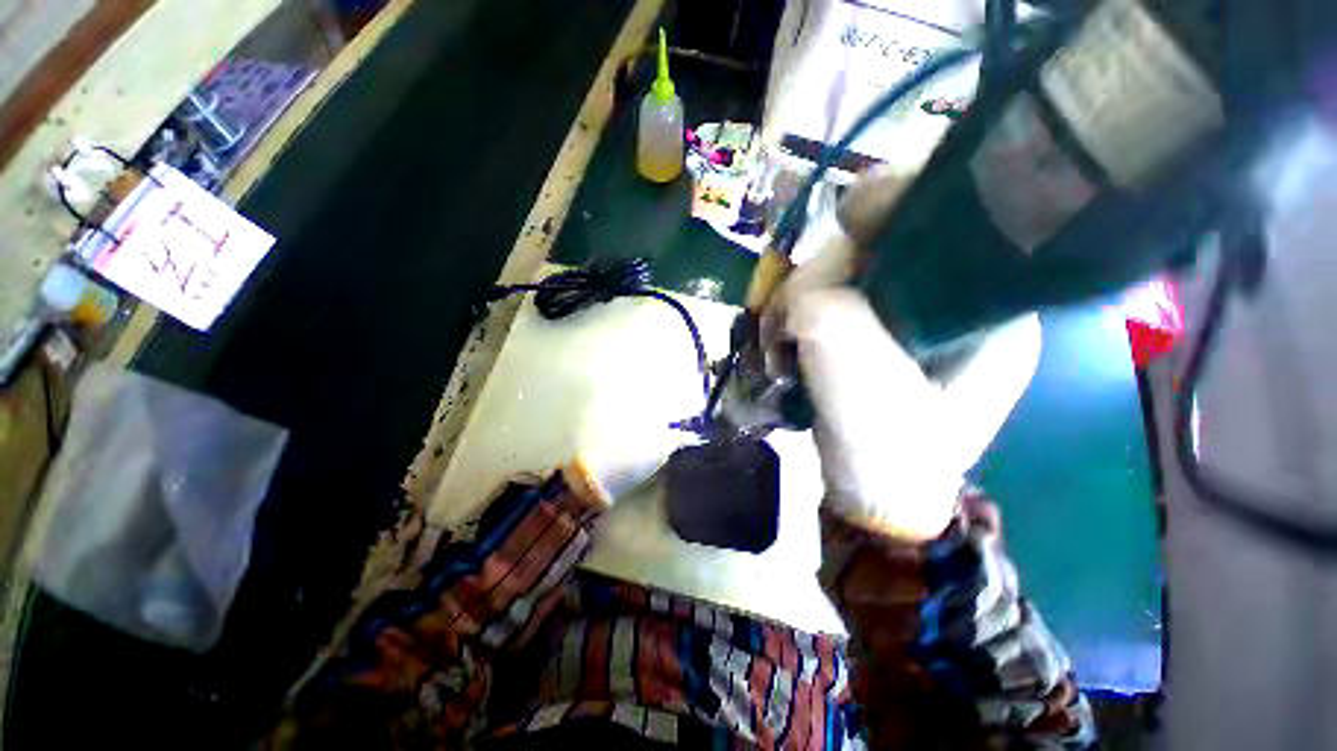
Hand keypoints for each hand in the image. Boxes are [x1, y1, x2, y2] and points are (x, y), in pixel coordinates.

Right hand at [767, 163, 1040, 540]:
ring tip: (780, 351)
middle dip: (822, 274)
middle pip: (876, 239)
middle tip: (789, 326)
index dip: (892, 199)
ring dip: (796, 303)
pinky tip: (785, 347)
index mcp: (985, 302)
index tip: (845, 225)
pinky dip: (792, 316)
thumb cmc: (888, 455)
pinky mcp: (868, 326)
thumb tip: (799, 295)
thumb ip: (834, 326)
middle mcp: (949, 293)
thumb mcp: (865, 391)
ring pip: (837, 269)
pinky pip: (823, 295)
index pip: (947, 211)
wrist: (874, 493)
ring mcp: (903, 309)